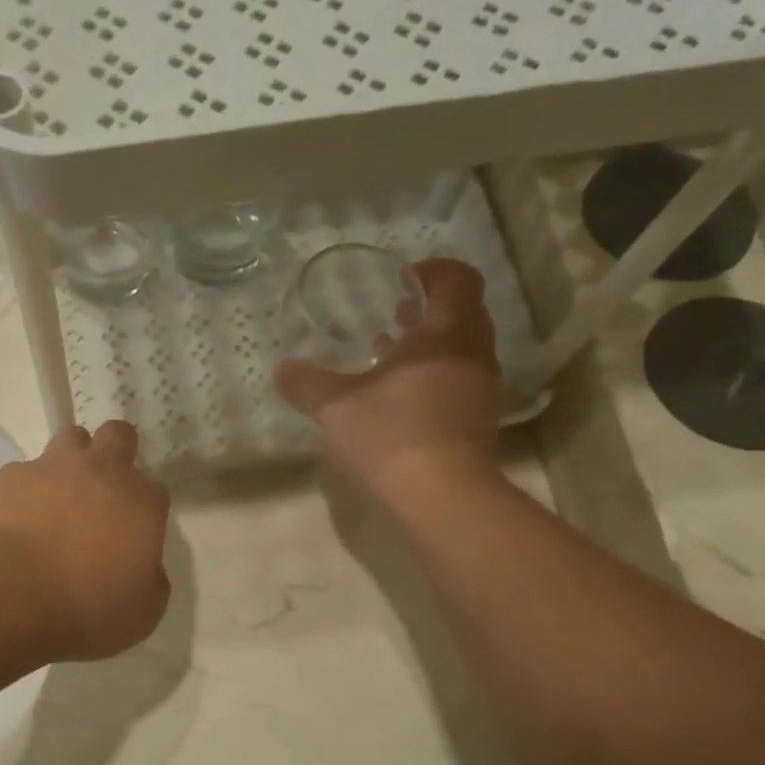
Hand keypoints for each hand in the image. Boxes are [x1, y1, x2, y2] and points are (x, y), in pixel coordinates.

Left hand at [0, 421, 172, 661]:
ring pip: (70, 439)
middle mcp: (101, 471)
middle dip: (116, 450)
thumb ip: (151, 579)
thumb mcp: (143, 611)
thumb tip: (145, 567)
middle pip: (118, 436)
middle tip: (104, 485)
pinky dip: (26, 490)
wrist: (12, 594)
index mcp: (141, 502)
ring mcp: (52, 467)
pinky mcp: (10, 476)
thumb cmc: (88, 607)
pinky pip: (24, 472)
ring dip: (71, 460)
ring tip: (59, 494)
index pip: (154, 490)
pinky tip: (17, 519)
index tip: (132, 531)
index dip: (144, 507)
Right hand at [275, 258, 504, 502]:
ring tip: (390, 352)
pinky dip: (434, 372)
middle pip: (463, 310)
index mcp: (446, 334)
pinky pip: (460, 377)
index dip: (432, 270)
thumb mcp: (335, 407)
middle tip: (394, 312)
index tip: (401, 279)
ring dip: (431, 342)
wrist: (442, 494)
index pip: (458, 278)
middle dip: (428, 306)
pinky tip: (400, 395)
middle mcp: (473, 352)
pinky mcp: (479, 418)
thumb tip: (282, 369)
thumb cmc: (391, 436)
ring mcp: (481, 387)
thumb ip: (307, 383)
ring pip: (462, 347)